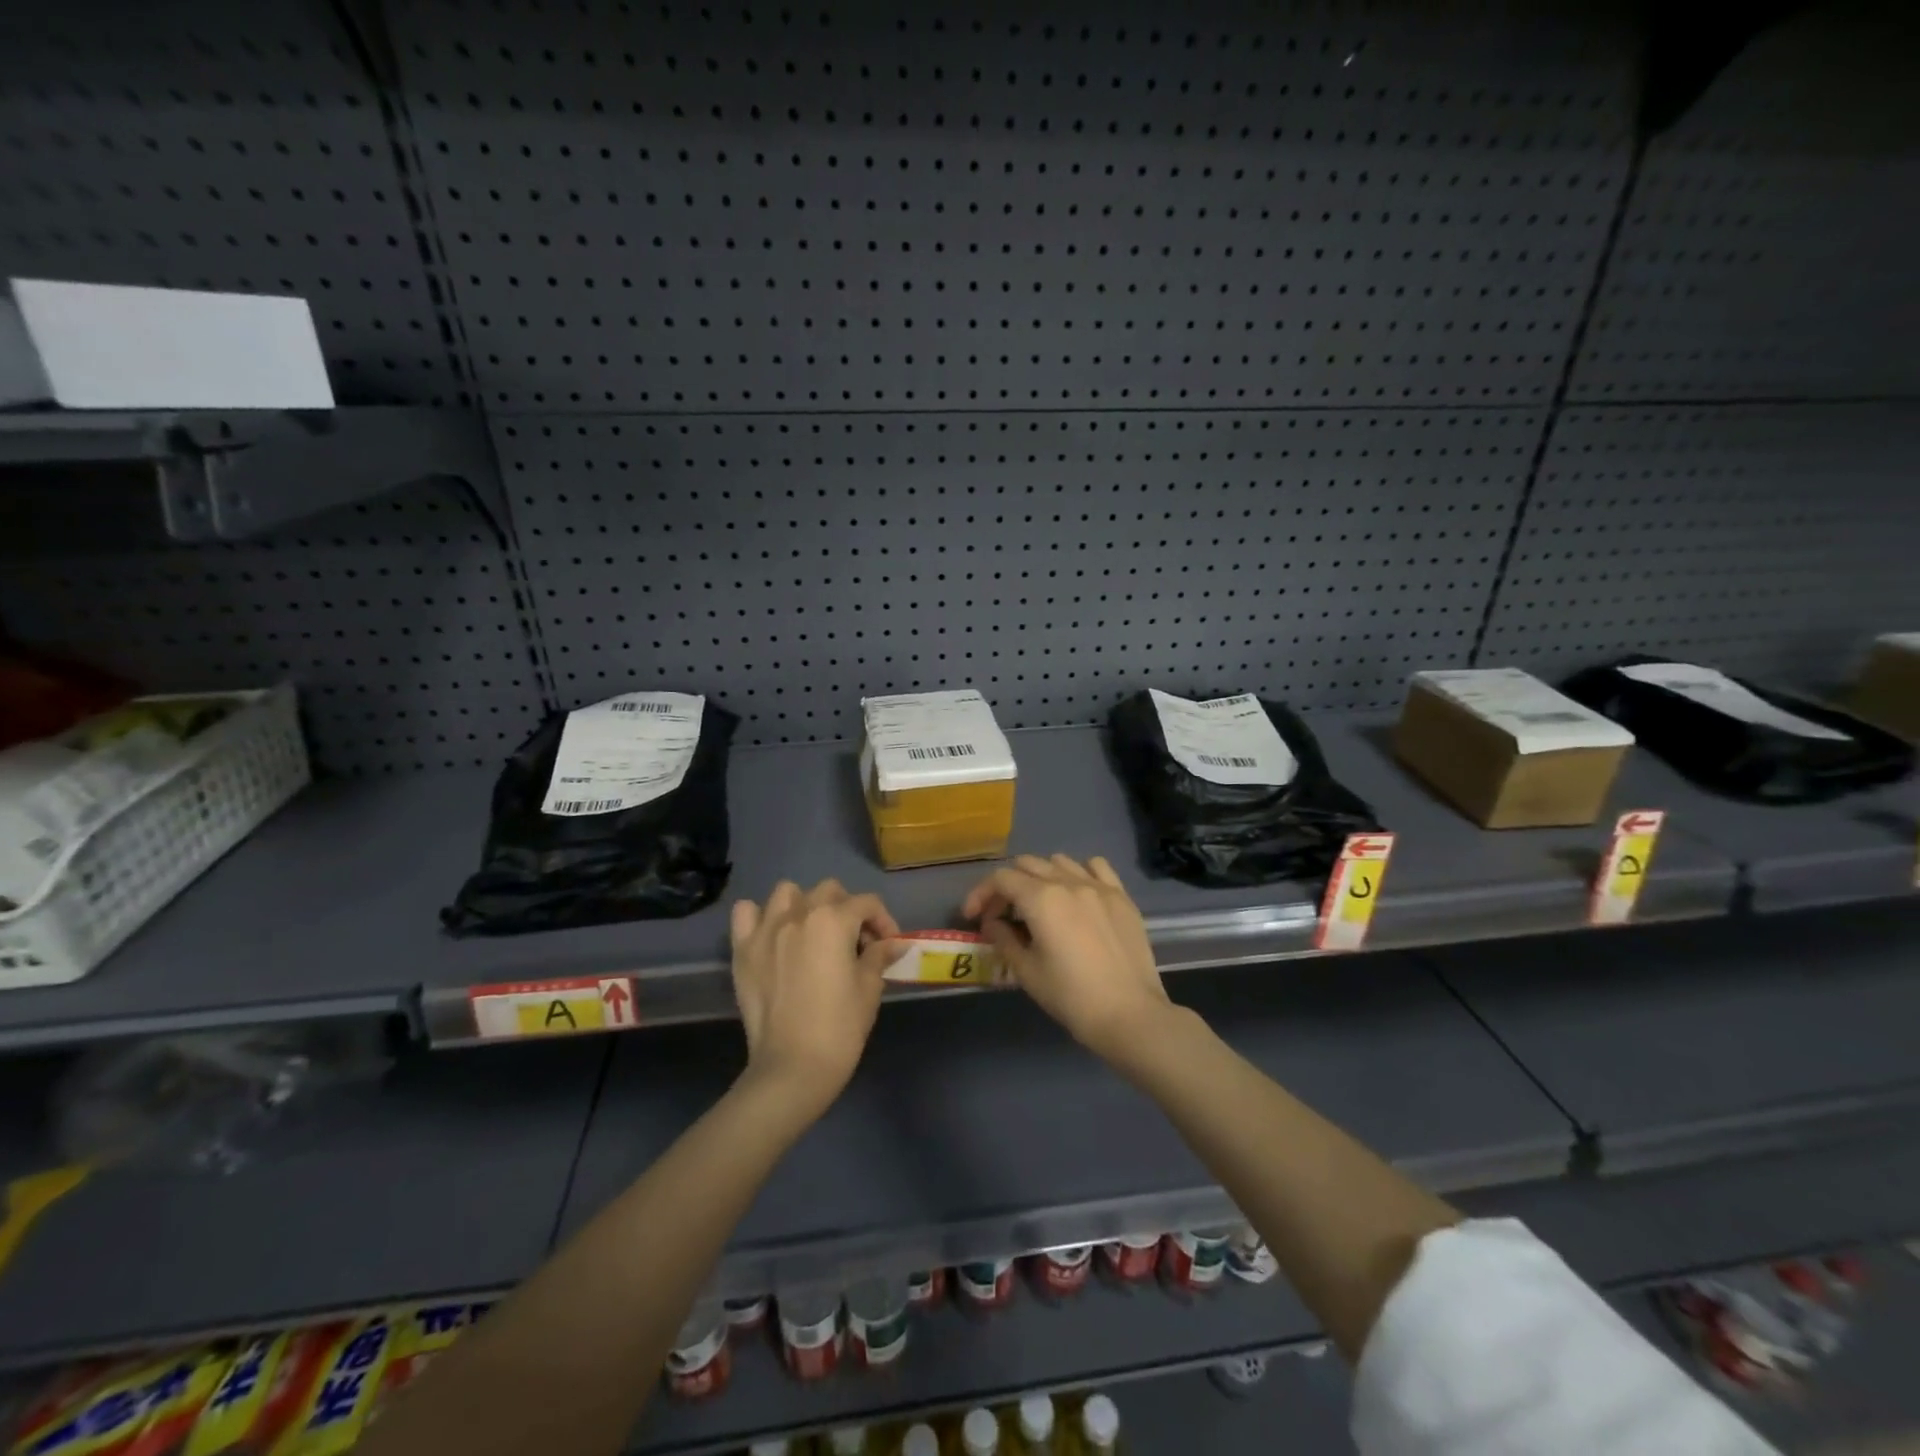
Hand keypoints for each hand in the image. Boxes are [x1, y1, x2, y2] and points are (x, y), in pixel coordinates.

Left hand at [729, 880, 898, 1117]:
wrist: (792, 1067)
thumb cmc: (840, 1027)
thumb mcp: (869, 989)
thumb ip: (879, 956)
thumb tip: (893, 943)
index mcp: (833, 920)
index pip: (867, 903)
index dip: (884, 921)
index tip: (888, 945)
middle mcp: (798, 914)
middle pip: (829, 891)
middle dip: (847, 909)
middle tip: (854, 941)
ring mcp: (766, 929)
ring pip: (787, 892)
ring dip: (804, 905)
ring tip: (813, 933)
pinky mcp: (743, 949)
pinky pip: (746, 913)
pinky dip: (760, 917)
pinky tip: (773, 936)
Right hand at [964, 855, 1173, 1059]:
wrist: (1130, 1015)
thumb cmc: (1072, 997)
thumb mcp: (1027, 972)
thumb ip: (1003, 938)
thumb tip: (992, 923)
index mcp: (1041, 899)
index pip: (1001, 879)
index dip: (981, 894)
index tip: (973, 917)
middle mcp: (1069, 882)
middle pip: (1027, 864)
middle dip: (1007, 886)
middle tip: (1002, 915)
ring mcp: (1099, 886)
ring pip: (1059, 861)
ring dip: (1040, 876)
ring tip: (1038, 904)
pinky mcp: (1122, 896)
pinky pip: (1096, 867)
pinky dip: (1079, 872)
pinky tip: (1076, 894)